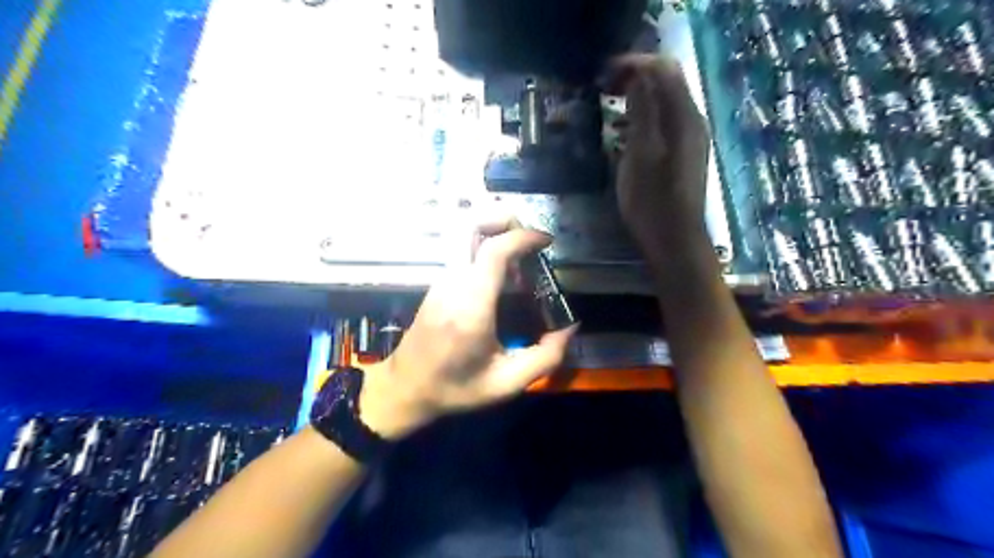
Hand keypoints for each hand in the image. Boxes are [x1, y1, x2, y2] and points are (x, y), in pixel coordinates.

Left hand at [361, 220, 574, 440]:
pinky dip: (485, 249)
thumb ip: (546, 358)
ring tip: (521, 261)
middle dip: (503, 219)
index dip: (523, 237)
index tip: (546, 241)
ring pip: (464, 235)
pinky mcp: (437, 283)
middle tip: (530, 238)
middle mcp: (452, 283)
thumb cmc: (455, 389)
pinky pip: (462, 251)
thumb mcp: (507, 384)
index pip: (494, 250)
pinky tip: (503, 277)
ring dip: (496, 234)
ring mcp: (441, 280)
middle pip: (470, 225)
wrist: (405, 389)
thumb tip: (569, 327)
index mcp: (471, 306)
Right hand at [610, 55, 709, 245]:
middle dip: (636, 77)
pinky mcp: (684, 154)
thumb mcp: (641, 154)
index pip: (663, 69)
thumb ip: (642, 112)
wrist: (675, 241)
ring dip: (638, 97)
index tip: (603, 74)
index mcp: (683, 117)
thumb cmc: (652, 201)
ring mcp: (690, 139)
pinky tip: (625, 133)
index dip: (634, 63)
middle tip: (604, 87)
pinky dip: (644, 118)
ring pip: (665, 102)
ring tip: (609, 106)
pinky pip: (664, 122)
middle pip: (667, 82)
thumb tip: (638, 76)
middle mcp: (692, 121)